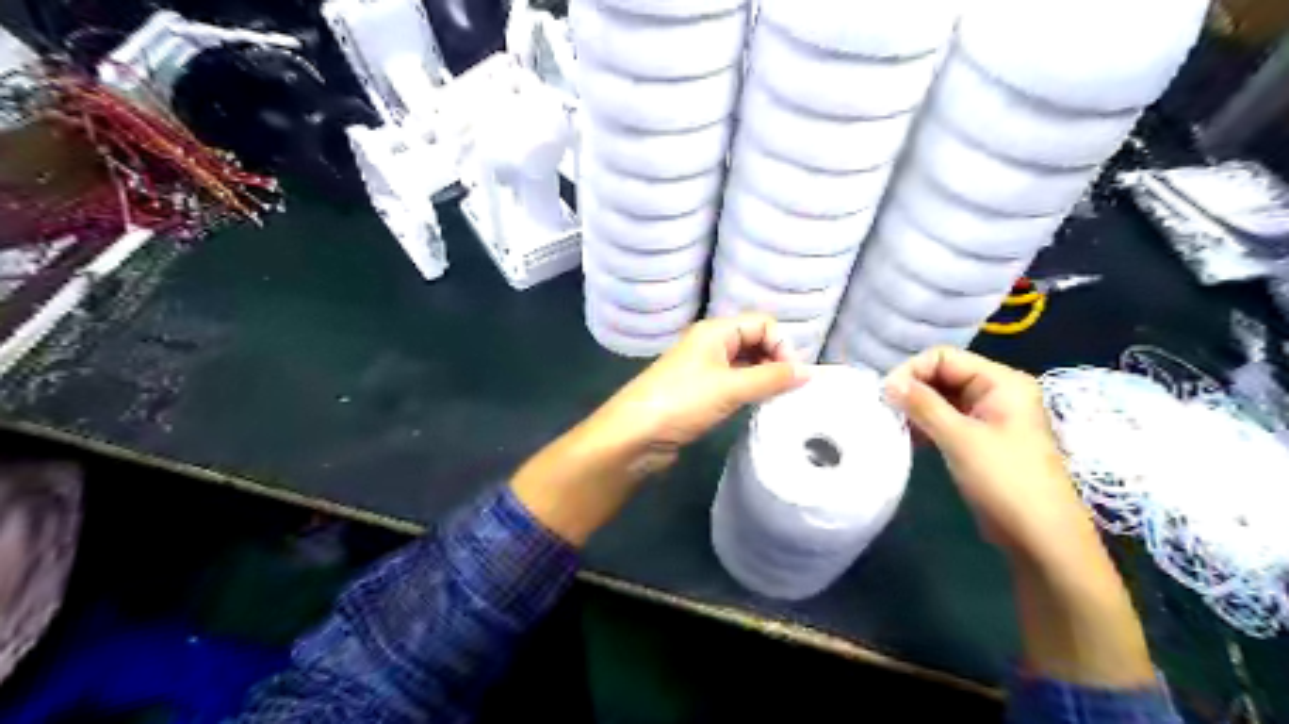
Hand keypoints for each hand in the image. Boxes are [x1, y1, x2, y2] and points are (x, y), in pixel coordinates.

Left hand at [591, 312, 802, 469]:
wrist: (633, 436)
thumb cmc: (682, 402)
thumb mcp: (730, 388)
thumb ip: (771, 378)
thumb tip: (809, 372)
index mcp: (715, 331)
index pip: (762, 323)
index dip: (782, 345)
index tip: (793, 377)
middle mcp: (709, 344)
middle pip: (754, 341)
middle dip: (775, 360)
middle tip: (789, 390)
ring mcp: (703, 369)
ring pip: (745, 364)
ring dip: (763, 377)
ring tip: (777, 400)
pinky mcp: (698, 393)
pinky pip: (733, 384)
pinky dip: (749, 391)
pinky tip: (756, 408)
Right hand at [889, 348, 1159, 686]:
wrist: (1041, 538)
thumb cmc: (1005, 480)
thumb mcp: (959, 438)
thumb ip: (922, 405)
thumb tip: (887, 382)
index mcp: (1001, 382)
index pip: (944, 357)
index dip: (911, 370)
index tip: (885, 395)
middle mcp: (997, 391)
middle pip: (943, 374)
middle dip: (912, 389)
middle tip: (886, 411)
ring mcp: (990, 416)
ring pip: (942, 398)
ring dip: (917, 408)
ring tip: (895, 425)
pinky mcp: (982, 438)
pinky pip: (947, 419)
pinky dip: (927, 424)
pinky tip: (910, 438)